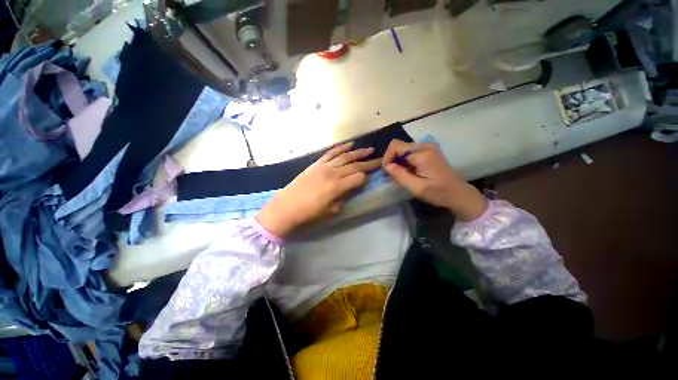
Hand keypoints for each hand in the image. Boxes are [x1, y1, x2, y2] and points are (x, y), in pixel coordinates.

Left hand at [257, 142, 380, 237]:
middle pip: (355, 165)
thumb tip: (353, 188)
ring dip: (359, 152)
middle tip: (381, 159)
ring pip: (345, 156)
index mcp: (337, 187)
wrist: (287, 206)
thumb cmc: (309, 213)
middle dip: (369, 162)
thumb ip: (344, 197)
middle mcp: (333, 173)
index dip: (367, 177)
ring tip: (370, 149)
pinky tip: (350, 144)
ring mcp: (324, 166)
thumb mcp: (331, 210)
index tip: (371, 177)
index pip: (359, 177)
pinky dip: (341, 147)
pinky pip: (331, 153)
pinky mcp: (317, 163)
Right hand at [382, 139, 486, 221]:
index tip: (387, 172)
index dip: (387, 158)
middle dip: (392, 159)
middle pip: (399, 145)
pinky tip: (408, 171)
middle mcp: (425, 146)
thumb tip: (387, 166)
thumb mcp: (416, 188)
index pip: (395, 147)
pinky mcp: (430, 150)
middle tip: (392, 174)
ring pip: (403, 148)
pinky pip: (410, 151)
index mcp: (422, 154)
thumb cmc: (438, 193)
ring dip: (398, 160)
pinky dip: (405, 160)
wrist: (458, 194)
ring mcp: (428, 147)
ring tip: (400, 174)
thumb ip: (400, 175)